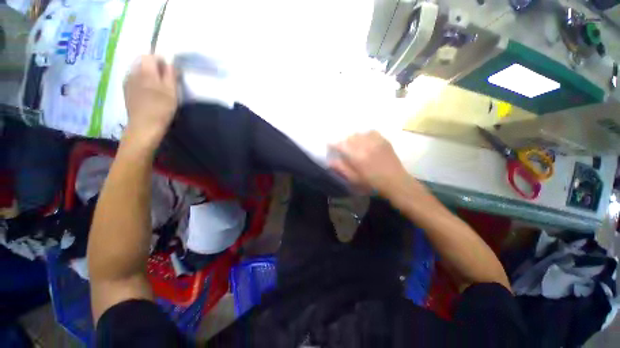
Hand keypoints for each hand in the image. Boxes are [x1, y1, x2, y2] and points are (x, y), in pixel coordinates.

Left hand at [123, 55, 177, 147]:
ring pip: (137, 70)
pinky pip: (133, 79)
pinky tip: (147, 92)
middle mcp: (133, 73)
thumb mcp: (172, 92)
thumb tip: (170, 63)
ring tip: (156, 86)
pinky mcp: (126, 91)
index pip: (150, 56)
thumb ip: (170, 75)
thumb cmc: (161, 108)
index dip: (160, 60)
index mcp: (146, 71)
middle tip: (164, 78)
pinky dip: (140, 81)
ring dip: (146, 73)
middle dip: (153, 66)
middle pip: (142, 61)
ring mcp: (127, 82)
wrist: (144, 125)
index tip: (169, 69)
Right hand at [330, 131, 409, 194]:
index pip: (341, 145)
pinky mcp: (384, 140)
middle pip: (349, 137)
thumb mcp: (354, 179)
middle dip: (343, 142)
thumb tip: (330, 161)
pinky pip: (371, 132)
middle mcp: (365, 145)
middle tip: (343, 149)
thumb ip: (341, 168)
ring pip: (359, 134)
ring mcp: (376, 141)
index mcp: (357, 156)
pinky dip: (365, 135)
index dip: (333, 144)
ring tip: (353, 145)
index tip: (330, 146)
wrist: (396, 182)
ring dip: (353, 138)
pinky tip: (365, 141)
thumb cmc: (373, 184)